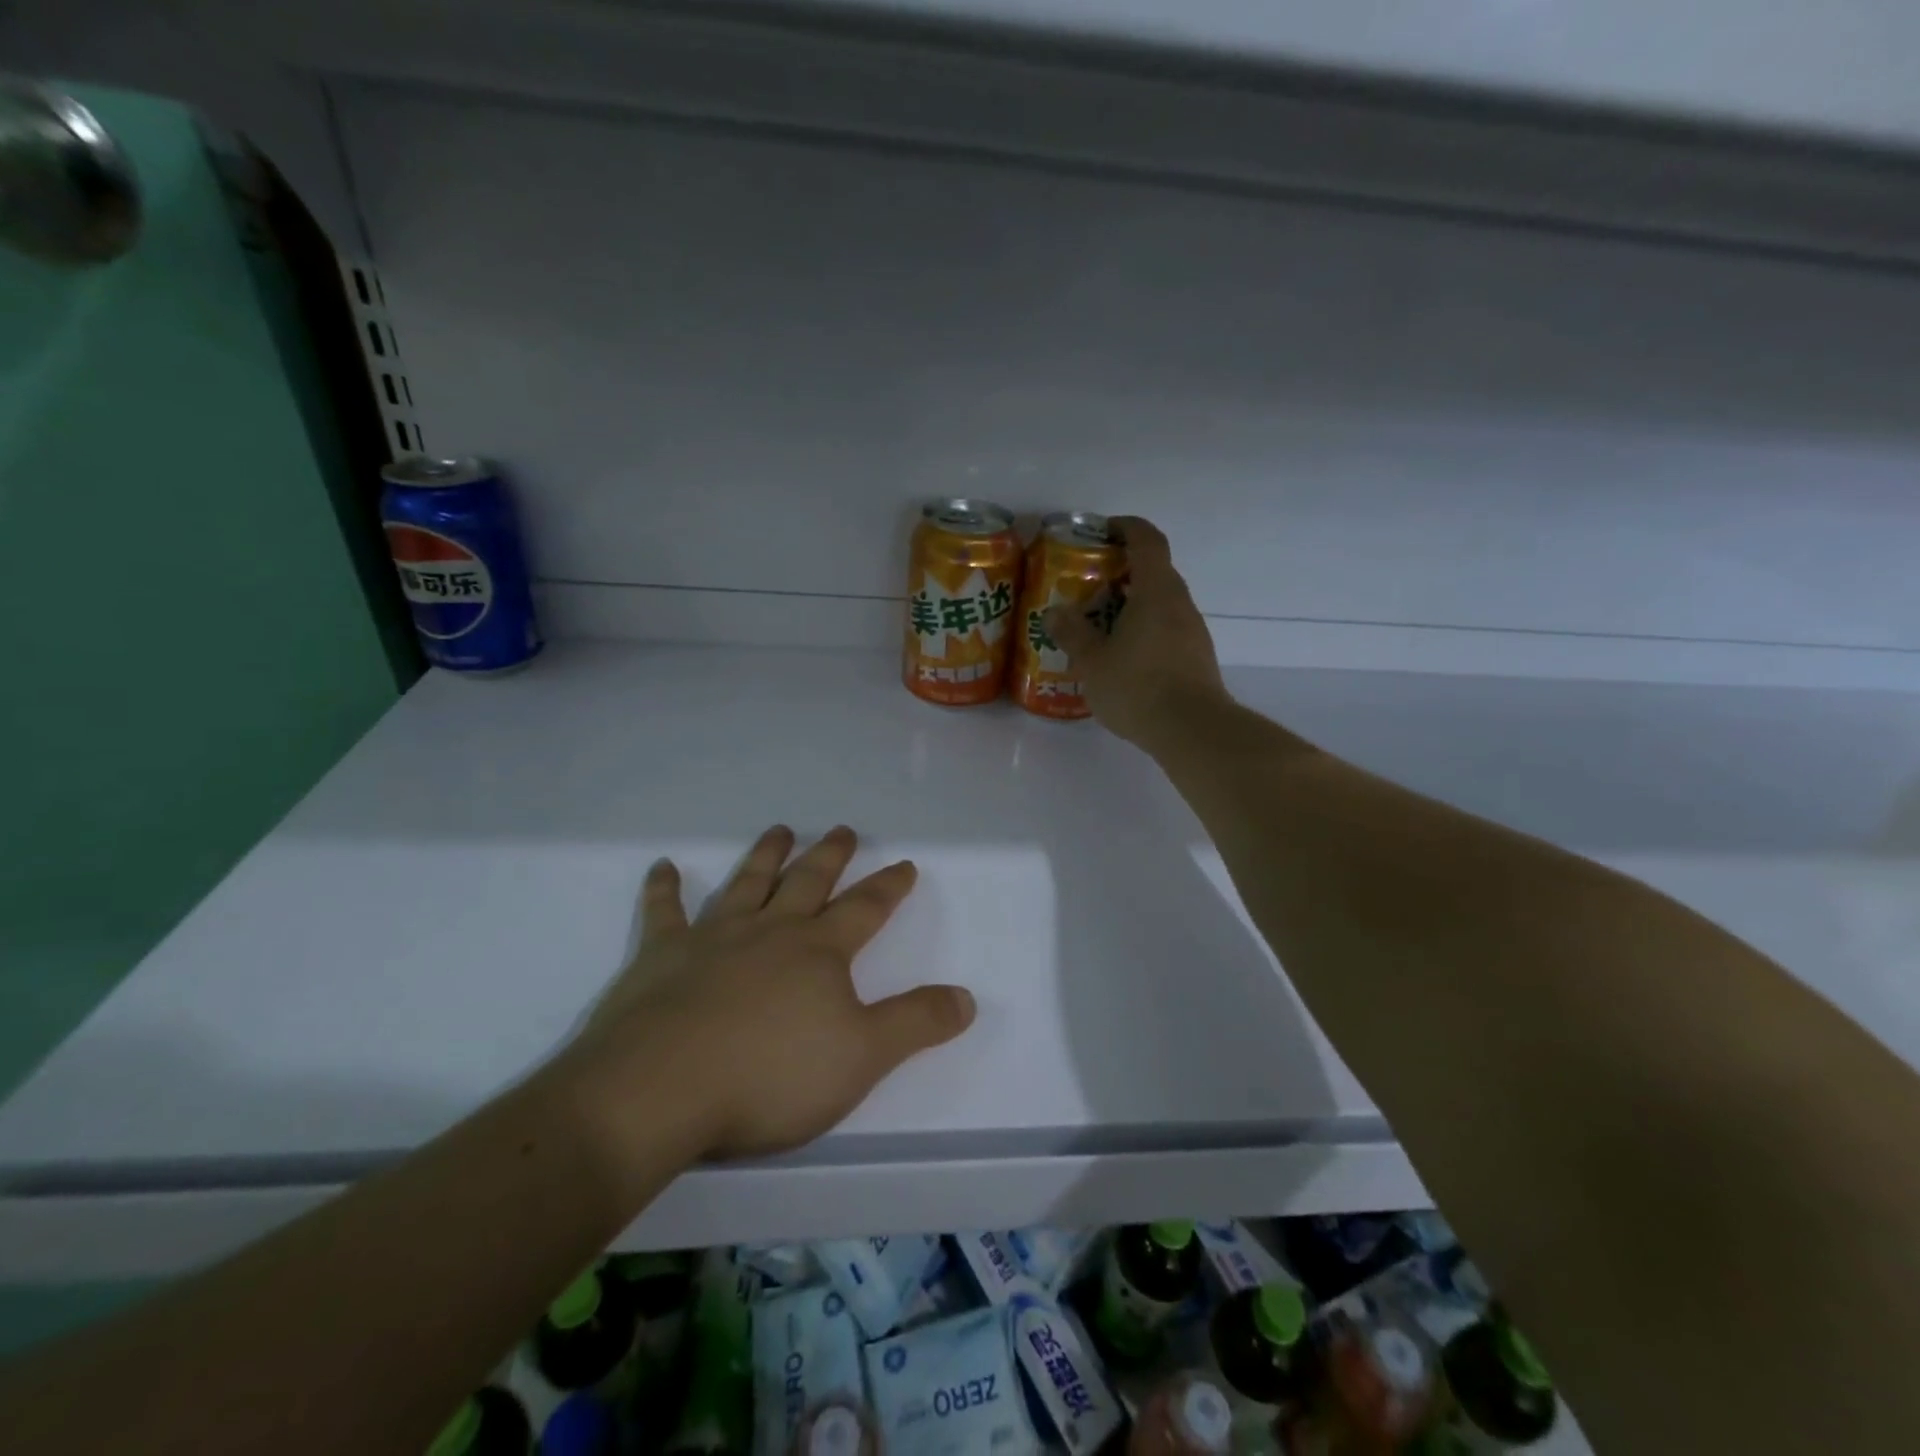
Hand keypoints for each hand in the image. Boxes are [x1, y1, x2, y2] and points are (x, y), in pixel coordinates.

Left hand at [557, 826, 975, 1170]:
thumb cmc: (770, 1075)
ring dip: (765, 856)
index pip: (865, 909)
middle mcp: (770, 931)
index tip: (904, 863)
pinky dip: (664, 888)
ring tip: (780, 831)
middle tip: (841, 829)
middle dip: (830, 855)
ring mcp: (713, 938)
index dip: (889, 886)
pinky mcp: (660, 957)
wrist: (661, 1090)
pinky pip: (664, 913)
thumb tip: (967, 997)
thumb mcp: (862, 1057)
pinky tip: (663, 867)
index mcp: (819, 951)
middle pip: (808, 882)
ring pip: (747, 883)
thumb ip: (916, 1023)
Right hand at [1044, 516, 1230, 748]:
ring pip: (1161, 602)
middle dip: (1122, 571)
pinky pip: (1167, 628)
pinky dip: (1144, 628)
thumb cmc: (1138, 687)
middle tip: (1089, 585)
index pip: (1147, 540)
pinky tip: (1122, 656)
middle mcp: (1180, 602)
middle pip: (1154, 570)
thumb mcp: (1093, 661)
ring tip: (1099, 624)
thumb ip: (1072, 633)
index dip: (1126, 527)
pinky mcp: (1196, 656)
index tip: (1102, 531)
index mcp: (1156, 591)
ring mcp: (1193, 630)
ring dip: (1133, 603)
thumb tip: (1054, 612)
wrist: (1192, 730)